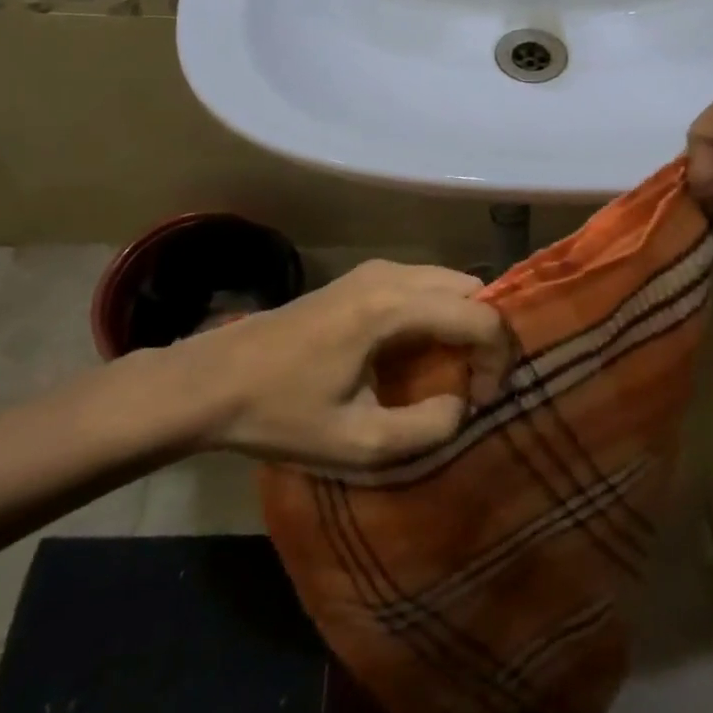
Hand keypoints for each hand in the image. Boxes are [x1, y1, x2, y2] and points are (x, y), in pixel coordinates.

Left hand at [159, 261, 511, 468]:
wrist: (214, 380)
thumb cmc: (282, 412)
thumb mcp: (358, 443)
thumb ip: (427, 427)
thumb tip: (462, 404)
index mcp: (394, 307)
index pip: (480, 316)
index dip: (498, 358)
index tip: (482, 400)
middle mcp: (392, 274)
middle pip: (471, 288)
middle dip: (486, 334)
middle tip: (474, 384)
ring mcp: (376, 270)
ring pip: (449, 283)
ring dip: (463, 322)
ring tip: (452, 372)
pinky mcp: (362, 277)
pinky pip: (424, 285)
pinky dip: (440, 313)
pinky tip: (421, 353)